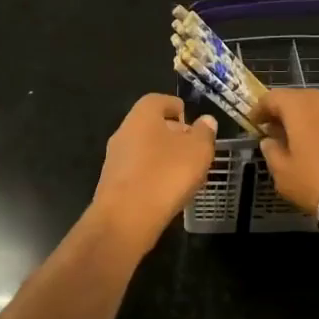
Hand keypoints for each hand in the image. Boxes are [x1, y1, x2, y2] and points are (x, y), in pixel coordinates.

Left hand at [89, 93, 218, 253]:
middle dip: (171, 134)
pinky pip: (137, 172)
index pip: (159, 100)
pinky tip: (166, 192)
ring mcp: (114, 159)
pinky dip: (152, 176)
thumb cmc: (166, 174)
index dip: (176, 107)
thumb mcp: (198, 151)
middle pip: (150, 125)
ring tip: (184, 173)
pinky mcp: (112, 184)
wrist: (125, 218)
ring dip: (162, 157)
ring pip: (143, 149)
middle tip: (193, 148)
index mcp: (142, 115)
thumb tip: (205, 121)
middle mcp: (123, 132)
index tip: (191, 121)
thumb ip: (204, 133)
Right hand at [256, 89, 318, 228]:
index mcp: (298, 105)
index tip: (254, 125)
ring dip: (309, 122)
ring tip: (304, 145)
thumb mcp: (285, 175)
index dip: (259, 110)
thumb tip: (270, 141)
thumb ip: (272, 154)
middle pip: (298, 100)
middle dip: (285, 115)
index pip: (271, 97)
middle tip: (278, 136)